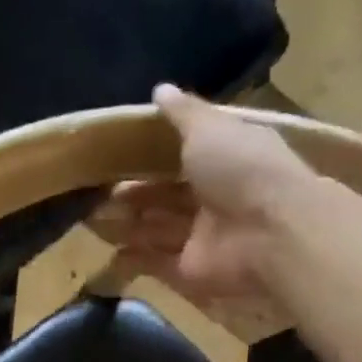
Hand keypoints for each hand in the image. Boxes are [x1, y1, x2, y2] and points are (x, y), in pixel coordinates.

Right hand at [90, 85, 326, 313]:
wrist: (268, 233)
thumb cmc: (241, 170)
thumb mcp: (210, 128)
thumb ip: (183, 113)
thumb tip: (160, 90)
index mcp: (225, 158)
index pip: (186, 155)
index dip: (154, 155)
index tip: (119, 153)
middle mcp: (215, 198)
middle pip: (167, 196)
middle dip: (135, 194)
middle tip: (99, 192)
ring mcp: (202, 237)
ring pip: (158, 229)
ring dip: (128, 225)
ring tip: (92, 218)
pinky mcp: (190, 271)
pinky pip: (156, 263)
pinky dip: (134, 259)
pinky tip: (109, 253)